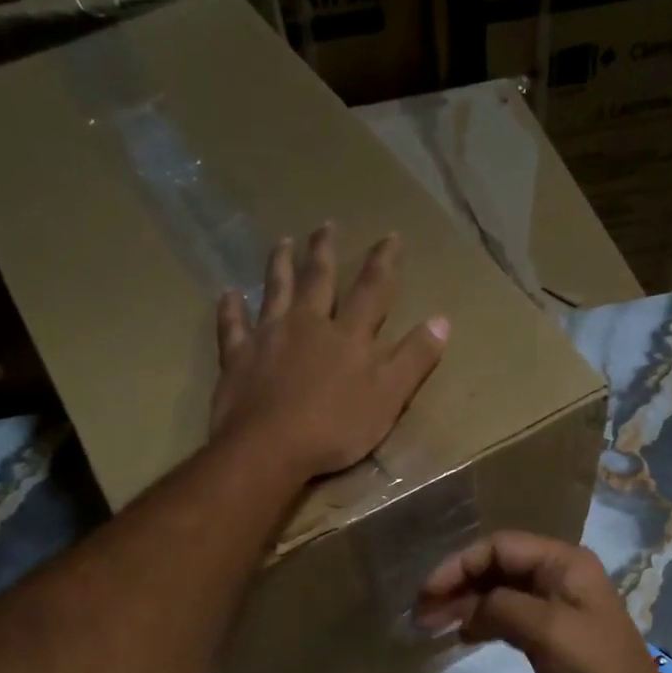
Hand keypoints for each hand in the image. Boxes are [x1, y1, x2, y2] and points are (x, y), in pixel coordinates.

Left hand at [211, 225, 448, 479]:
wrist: (270, 447)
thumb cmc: (336, 428)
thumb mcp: (389, 397)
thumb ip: (414, 358)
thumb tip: (442, 320)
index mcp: (348, 335)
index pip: (372, 289)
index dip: (383, 262)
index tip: (390, 236)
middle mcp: (308, 324)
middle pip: (318, 279)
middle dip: (325, 251)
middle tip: (326, 225)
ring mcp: (269, 337)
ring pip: (275, 290)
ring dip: (280, 265)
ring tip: (282, 242)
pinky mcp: (237, 357)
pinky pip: (232, 326)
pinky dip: (231, 309)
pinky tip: (229, 295)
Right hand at [415, 532, 671, 672]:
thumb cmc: (592, 668)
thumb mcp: (546, 629)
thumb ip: (500, 607)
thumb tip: (467, 610)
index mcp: (563, 562)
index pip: (499, 547)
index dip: (459, 565)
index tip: (428, 592)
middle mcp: (558, 575)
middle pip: (496, 567)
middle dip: (457, 584)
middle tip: (421, 612)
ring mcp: (554, 604)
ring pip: (498, 592)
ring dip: (464, 604)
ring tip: (430, 624)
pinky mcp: (549, 633)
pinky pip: (507, 615)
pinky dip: (481, 622)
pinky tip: (460, 636)